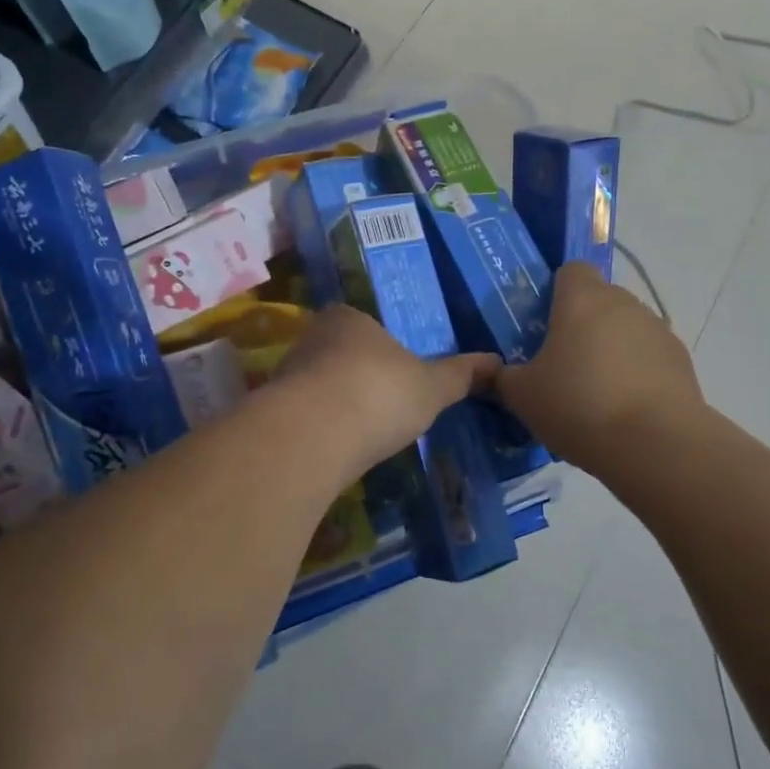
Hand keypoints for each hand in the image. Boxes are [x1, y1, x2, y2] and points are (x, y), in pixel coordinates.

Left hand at [276, 305, 501, 471]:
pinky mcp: (271, 413)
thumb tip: (498, 362)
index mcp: (348, 319)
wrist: (313, 436)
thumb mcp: (431, 386)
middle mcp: (311, 339)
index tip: (395, 370)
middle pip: (337, 353)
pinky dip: (318, 430)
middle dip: (356, 375)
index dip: (379, 345)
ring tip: (360, 431)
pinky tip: (334, 449)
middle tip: (381, 402)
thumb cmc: (379, 393)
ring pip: (316, 385)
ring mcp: (286, 375)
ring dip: (334, 403)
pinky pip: (302, 416)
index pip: (362, 323)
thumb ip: (460, 375)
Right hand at [494, 263, 703, 476]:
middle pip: (599, 300)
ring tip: (596, 393)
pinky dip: (637, 372)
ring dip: (611, 348)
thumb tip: (489, 369)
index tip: (543, 324)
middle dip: (582, 324)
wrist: (654, 444)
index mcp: (583, 299)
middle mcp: (624, 303)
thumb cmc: (578, 405)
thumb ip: (501, 376)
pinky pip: (649, 356)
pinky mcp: (681, 360)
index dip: (556, 292)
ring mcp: (658, 330)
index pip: (571, 271)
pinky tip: (625, 408)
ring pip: (626, 328)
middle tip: (562, 364)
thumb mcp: (522, 395)